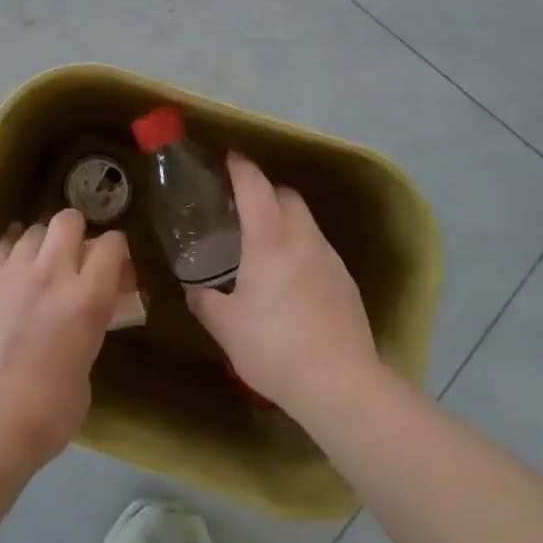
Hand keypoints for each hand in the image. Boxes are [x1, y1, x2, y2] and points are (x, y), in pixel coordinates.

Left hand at [0, 209, 128, 481]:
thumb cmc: (42, 418)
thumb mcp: (84, 379)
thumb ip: (84, 339)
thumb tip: (75, 331)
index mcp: (86, 299)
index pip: (111, 245)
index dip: (116, 252)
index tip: (114, 270)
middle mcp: (50, 274)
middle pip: (68, 220)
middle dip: (77, 232)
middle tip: (74, 258)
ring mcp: (8, 274)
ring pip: (31, 231)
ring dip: (41, 245)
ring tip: (38, 268)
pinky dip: (9, 254)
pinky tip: (9, 272)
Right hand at [187, 153, 380, 413]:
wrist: (341, 385)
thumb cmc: (274, 346)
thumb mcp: (226, 327)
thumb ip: (205, 302)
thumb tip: (194, 291)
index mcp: (269, 238)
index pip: (255, 185)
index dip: (240, 167)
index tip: (228, 158)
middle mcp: (303, 238)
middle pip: (286, 195)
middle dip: (265, 190)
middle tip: (242, 205)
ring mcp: (330, 259)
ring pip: (306, 223)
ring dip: (285, 221)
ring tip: (265, 246)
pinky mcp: (347, 284)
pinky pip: (319, 251)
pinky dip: (302, 250)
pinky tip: (291, 281)